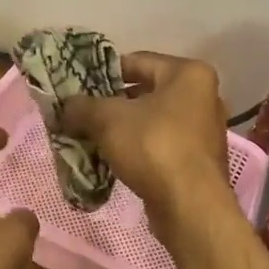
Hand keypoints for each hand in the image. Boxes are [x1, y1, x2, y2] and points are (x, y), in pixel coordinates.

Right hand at [59, 52, 230, 216]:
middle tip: (80, 114)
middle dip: (111, 104)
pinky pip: (160, 144)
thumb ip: (83, 106)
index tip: (78, 87)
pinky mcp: (198, 160)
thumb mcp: (108, 119)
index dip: (103, 73)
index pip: (136, 61)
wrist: (190, 207)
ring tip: (90, 137)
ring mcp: (203, 130)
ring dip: (122, 128)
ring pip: (151, 120)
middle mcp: (203, 96)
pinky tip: (112, 159)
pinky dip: (137, 148)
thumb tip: (65, 107)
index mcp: (189, 73)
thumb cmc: (154, 147)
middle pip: (145, 91)